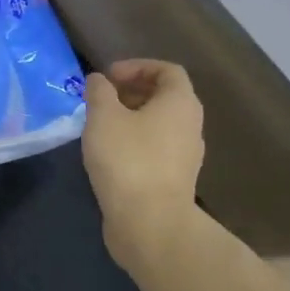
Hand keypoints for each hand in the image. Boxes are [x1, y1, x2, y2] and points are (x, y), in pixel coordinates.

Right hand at [82, 60, 205, 271]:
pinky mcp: (174, 181)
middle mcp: (190, 126)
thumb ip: (99, 92)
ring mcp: (185, 156)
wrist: (150, 224)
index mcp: (180, 103)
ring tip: (100, 126)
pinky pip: (155, 150)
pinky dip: (134, 143)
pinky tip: (109, 155)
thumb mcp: (103, 117)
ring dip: (131, 119)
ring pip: (159, 125)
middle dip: (132, 92)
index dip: (137, 66)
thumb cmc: (128, 160)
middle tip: (102, 99)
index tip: (109, 77)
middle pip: (165, 97)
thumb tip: (99, 80)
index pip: (168, 70)